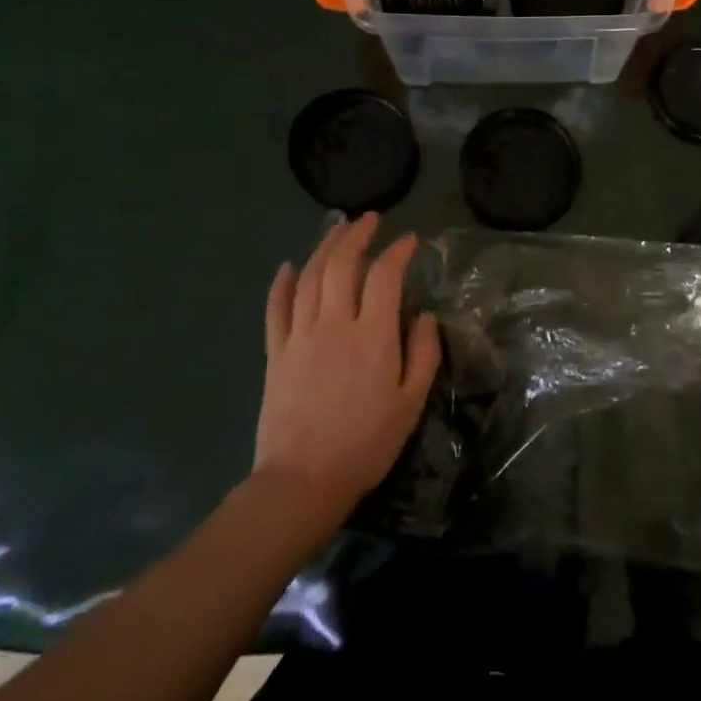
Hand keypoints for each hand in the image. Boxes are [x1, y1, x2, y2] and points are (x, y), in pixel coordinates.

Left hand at [254, 214, 441, 539]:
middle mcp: (334, 324)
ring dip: (325, 248)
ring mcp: (300, 336)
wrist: (303, 481)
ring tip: (337, 230)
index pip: (386, 276)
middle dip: (357, 235)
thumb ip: (423, 355)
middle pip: (342, 265)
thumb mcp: (411, 403)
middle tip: (369, 220)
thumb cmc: (366, 444)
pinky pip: (276, 309)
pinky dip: (282, 283)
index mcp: (373, 336)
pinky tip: (288, 266)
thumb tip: (425, 317)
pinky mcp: (276, 353)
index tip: (410, 240)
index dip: (399, 252)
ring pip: (310, 277)